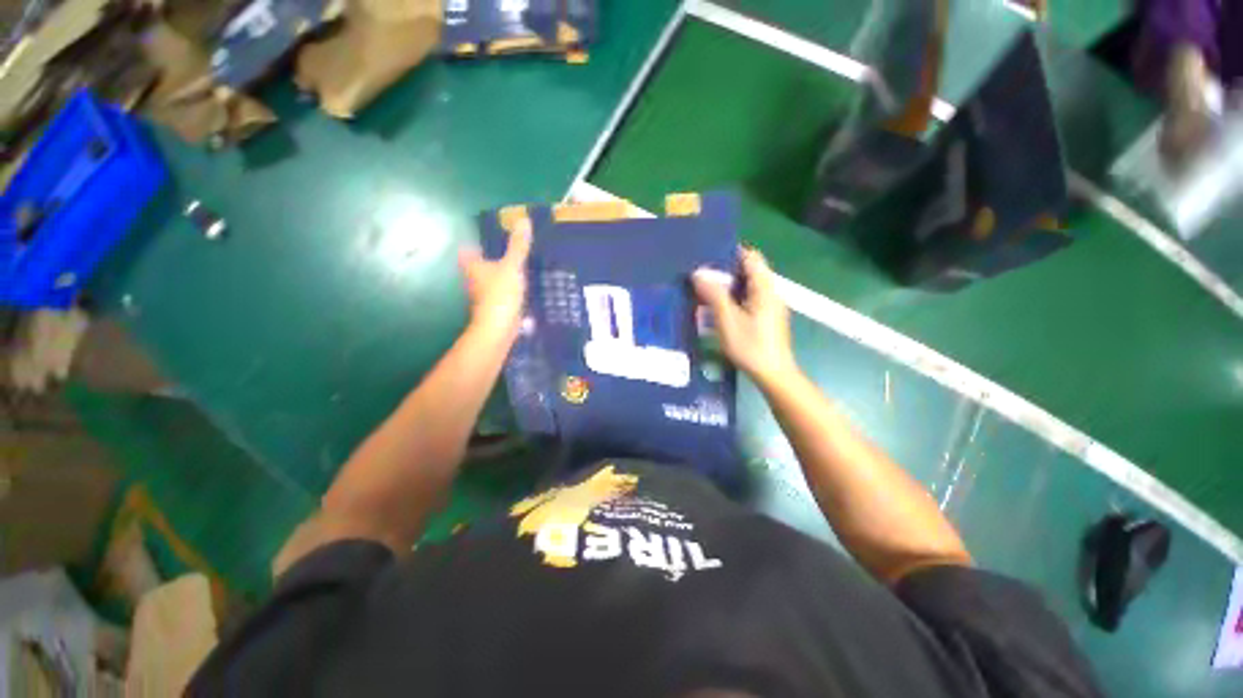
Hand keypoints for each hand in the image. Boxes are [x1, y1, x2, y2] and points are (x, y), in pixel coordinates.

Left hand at [458, 219, 531, 339]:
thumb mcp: (512, 266)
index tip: (487, 240)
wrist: (499, 329)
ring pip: (490, 282)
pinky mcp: (494, 309)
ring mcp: (483, 296)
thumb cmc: (500, 294)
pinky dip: (508, 292)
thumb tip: (524, 220)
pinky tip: (522, 290)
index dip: (474, 245)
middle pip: (478, 267)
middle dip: (490, 261)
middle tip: (508, 252)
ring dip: (500, 277)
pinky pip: (501, 295)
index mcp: (473, 266)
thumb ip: (518, 246)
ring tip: (519, 269)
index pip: (467, 251)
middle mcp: (474, 280)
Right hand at [693, 247, 797, 385]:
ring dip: (726, 287)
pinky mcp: (765, 318)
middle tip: (700, 276)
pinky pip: (747, 300)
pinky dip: (731, 300)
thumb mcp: (727, 320)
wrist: (773, 374)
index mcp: (764, 288)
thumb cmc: (750, 346)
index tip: (708, 257)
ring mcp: (768, 306)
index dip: (730, 253)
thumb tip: (698, 273)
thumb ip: (713, 294)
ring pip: (746, 287)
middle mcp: (770, 292)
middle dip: (723, 271)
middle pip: (747, 272)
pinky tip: (715, 310)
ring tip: (703, 292)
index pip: (751, 257)